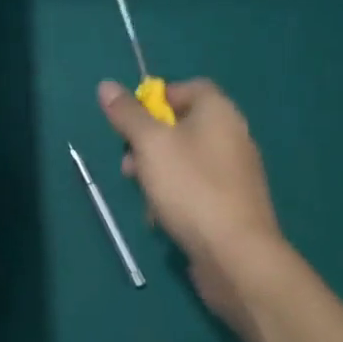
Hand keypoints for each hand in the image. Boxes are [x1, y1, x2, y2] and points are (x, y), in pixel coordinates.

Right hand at [99, 77, 292, 322]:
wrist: (236, 256)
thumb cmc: (190, 187)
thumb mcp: (149, 144)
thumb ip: (127, 114)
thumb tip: (106, 85)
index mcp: (218, 112)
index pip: (188, 87)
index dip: (156, 98)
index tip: (132, 121)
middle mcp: (232, 136)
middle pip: (181, 125)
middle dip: (147, 142)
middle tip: (129, 163)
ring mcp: (234, 173)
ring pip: (183, 160)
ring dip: (156, 172)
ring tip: (142, 194)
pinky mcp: (232, 204)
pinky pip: (195, 188)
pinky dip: (175, 196)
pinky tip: (162, 217)